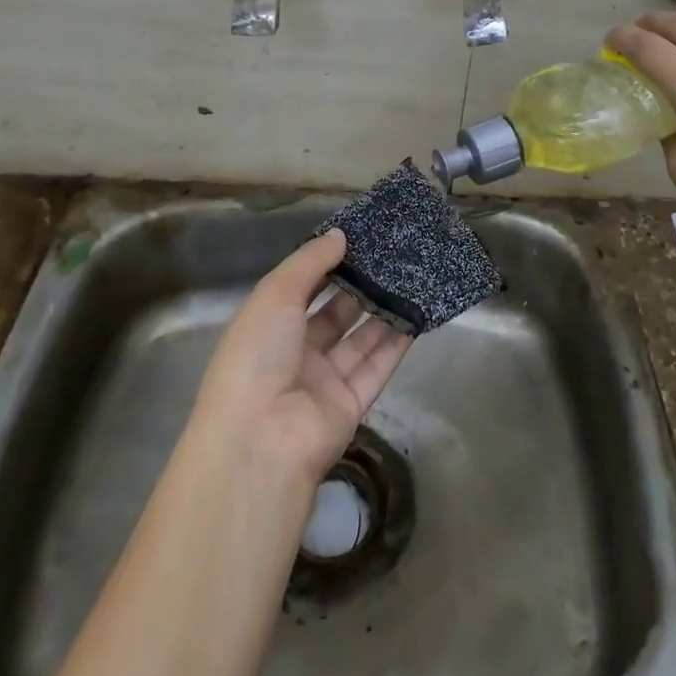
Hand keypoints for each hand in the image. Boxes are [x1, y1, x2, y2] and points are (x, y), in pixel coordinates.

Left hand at [189, 230, 412, 482]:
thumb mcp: (275, 295)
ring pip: (360, 338)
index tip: (358, 239)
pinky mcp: (352, 403)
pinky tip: (418, 314)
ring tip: (413, 276)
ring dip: (384, 310)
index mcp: (268, 328)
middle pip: (335, 314)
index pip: (302, 290)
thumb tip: (340, 235)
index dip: (327, 265)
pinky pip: (378, 366)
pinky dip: (397, 342)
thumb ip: (310, 262)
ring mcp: (325, 381)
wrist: (260, 441)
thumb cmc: (257, 356)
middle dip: (361, 286)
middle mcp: (296, 353)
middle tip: (394, 255)